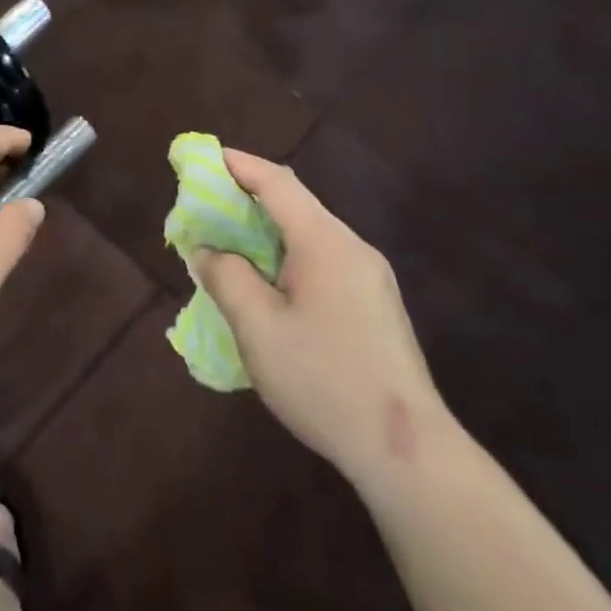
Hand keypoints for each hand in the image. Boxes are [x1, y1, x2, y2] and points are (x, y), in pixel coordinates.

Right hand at [192, 150, 446, 485]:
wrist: (407, 452)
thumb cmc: (324, 379)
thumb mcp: (257, 327)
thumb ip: (226, 277)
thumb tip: (207, 251)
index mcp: (326, 243)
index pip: (278, 183)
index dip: (238, 165)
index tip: (203, 158)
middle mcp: (353, 249)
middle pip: (295, 205)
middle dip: (247, 199)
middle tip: (205, 209)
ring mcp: (370, 279)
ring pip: (308, 235)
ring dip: (265, 232)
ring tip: (228, 247)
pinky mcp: (375, 306)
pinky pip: (322, 262)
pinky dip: (285, 257)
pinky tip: (267, 287)